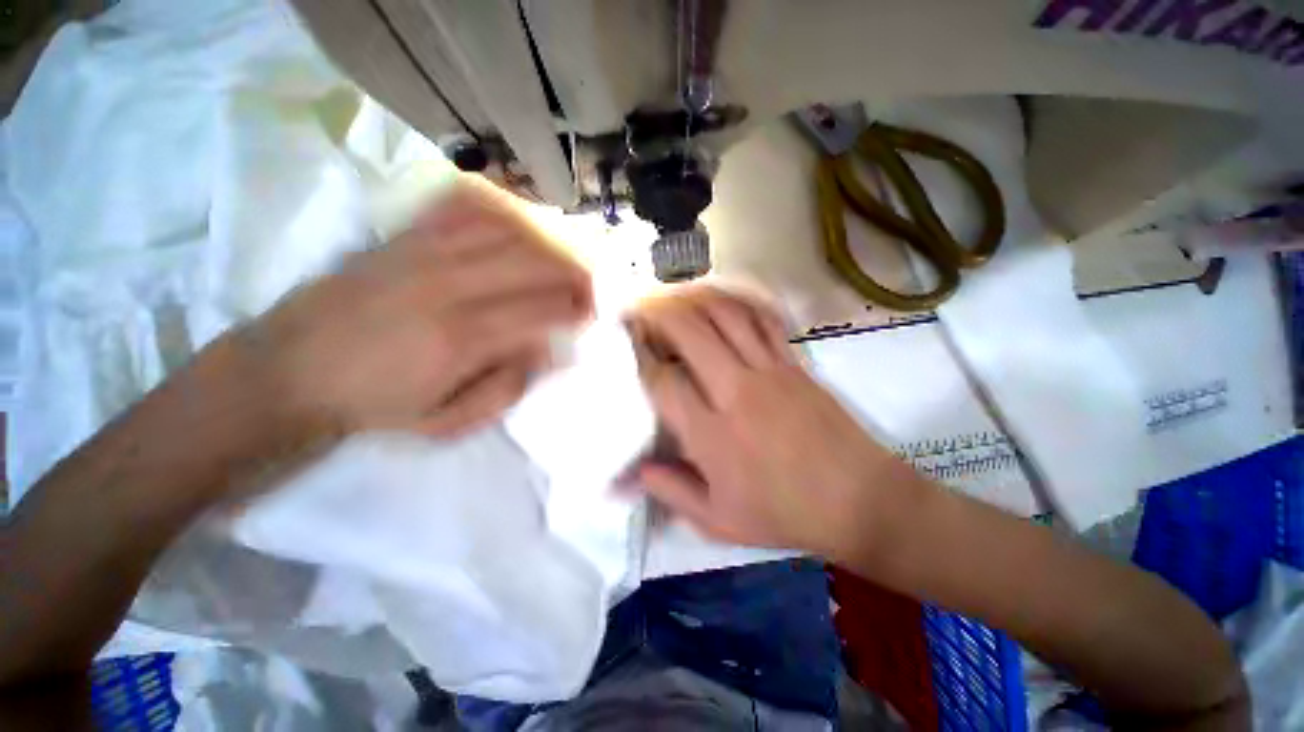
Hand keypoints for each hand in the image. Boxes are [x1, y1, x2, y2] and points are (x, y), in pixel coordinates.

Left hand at [245, 180, 591, 440]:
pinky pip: (466, 211)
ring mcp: (423, 253)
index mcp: (461, 337)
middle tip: (591, 285)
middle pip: (531, 263)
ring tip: (566, 259)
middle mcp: (447, 285)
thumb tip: (547, 351)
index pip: (540, 309)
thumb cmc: (375, 405)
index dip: (576, 308)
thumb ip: (505, 388)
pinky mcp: (403, 238)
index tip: (594, 313)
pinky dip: (503, 215)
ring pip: (506, 232)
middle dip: (573, 272)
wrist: (288, 371)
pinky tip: (522, 227)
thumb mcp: (447, 421)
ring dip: (547, 244)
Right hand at [629, 287, 903, 556]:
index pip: (663, 381)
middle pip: (689, 332)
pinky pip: (762, 318)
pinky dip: (736, 302)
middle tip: (639, 312)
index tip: (627, 350)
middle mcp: (736, 391)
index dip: (639, 360)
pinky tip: (719, 299)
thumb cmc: (785, 514)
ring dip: (693, 300)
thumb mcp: (719, 521)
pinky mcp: (793, 362)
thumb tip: (634, 472)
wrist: (860, 500)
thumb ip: (671, 492)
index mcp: (713, 435)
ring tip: (672, 298)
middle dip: (656, 315)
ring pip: (724, 315)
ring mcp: (769, 370)